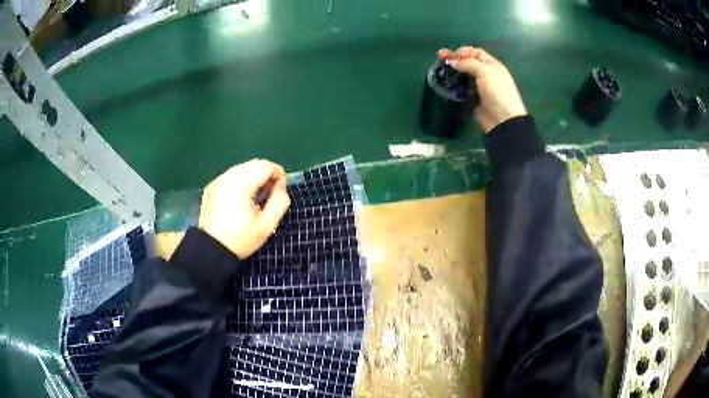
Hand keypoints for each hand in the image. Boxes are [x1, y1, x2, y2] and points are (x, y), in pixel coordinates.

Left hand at [199, 159, 290, 258]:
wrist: (210, 250)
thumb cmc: (241, 239)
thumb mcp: (267, 225)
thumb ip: (280, 202)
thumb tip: (281, 186)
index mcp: (242, 184)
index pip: (265, 166)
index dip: (278, 173)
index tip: (281, 189)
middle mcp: (228, 177)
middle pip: (254, 164)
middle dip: (266, 173)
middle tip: (271, 193)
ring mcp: (217, 181)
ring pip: (242, 168)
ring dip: (253, 176)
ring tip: (256, 196)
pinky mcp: (211, 187)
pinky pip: (231, 176)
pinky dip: (240, 181)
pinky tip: (241, 198)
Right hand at [438, 47, 526, 132]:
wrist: (502, 120)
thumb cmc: (498, 92)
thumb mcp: (485, 72)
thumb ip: (468, 64)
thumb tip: (452, 62)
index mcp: (492, 65)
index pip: (476, 53)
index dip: (464, 51)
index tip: (454, 55)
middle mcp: (485, 74)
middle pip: (467, 62)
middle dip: (454, 59)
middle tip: (439, 57)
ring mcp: (478, 87)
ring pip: (462, 75)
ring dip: (451, 71)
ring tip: (439, 69)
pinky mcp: (472, 98)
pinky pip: (460, 88)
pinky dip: (452, 85)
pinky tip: (444, 82)